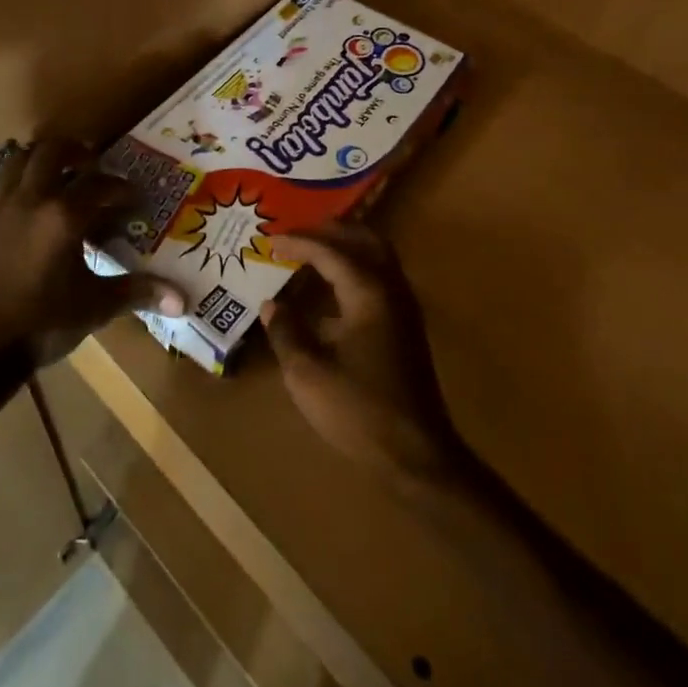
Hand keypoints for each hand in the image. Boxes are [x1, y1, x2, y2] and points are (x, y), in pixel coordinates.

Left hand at [0, 138, 184, 366]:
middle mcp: (30, 199)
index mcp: (64, 216)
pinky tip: (22, 201)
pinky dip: (13, 182)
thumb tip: (182, 300)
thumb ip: (137, 292)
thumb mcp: (95, 306)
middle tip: (91, 164)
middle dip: (76, 152)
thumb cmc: (42, 324)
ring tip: (56, 174)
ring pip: (18, 159)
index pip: (101, 185)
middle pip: (52, 151)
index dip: (122, 189)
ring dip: (40, 159)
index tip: (134, 199)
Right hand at [262, 223, 465, 483]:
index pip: (330, 251)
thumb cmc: (359, 410)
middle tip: (298, 234)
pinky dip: (356, 269)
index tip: (270, 241)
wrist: (417, 455)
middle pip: (365, 241)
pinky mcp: (407, 329)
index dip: (299, 243)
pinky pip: (380, 279)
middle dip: (331, 231)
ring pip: (378, 258)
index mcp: (368, 293)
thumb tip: (271, 304)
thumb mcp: (307, 373)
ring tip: (313, 253)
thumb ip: (286, 331)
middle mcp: (391, 290)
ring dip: (347, 248)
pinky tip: (333, 291)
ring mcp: (404, 309)